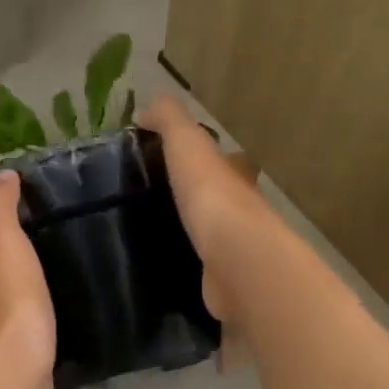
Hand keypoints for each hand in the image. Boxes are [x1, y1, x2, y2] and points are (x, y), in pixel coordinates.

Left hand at [0, 172, 56, 388]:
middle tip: (2, 251)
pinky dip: (22, 322)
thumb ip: (1, 208)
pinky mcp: (14, 352)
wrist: (21, 360)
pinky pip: (15, 331)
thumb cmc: (9, 294)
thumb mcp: (5, 241)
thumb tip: (1, 175)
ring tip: (28, 278)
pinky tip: (43, 314)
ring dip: (0, 295)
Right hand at [137, 96, 267, 328]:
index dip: (205, 157)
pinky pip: (202, 269)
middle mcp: (243, 210)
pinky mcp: (224, 281)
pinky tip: (163, 268)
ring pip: (211, 235)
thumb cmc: (212, 195)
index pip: (225, 160)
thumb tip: (146, 106)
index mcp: (236, 175)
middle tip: (153, 201)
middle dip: (196, 198)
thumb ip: (169, 120)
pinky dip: (188, 266)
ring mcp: (236, 249)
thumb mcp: (187, 144)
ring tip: (150, 233)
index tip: (171, 161)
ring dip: (191, 233)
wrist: (236, 259)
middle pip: (220, 199)